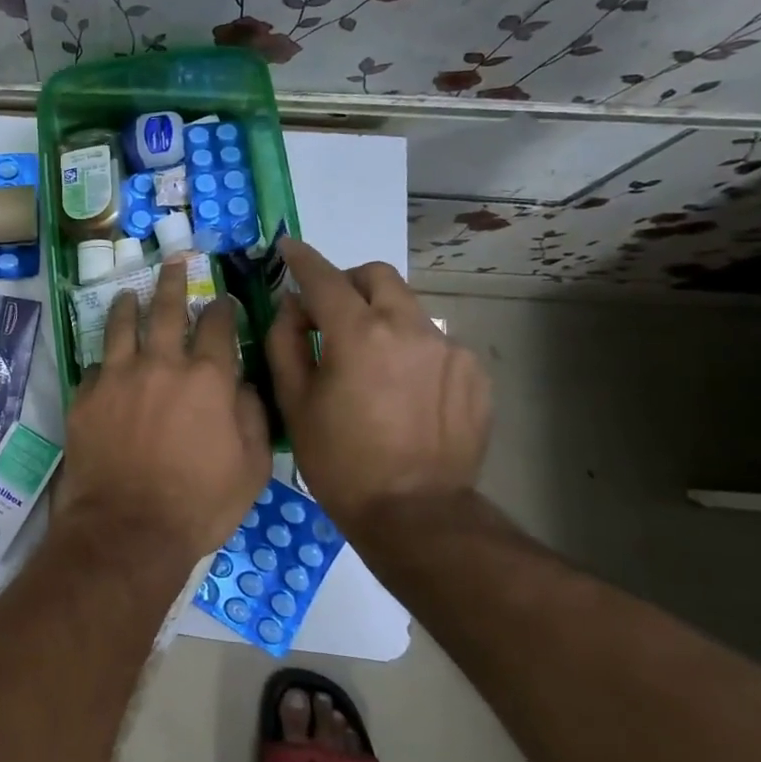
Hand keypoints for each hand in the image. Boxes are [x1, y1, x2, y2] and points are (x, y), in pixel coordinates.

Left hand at [51, 259, 271, 569]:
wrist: (128, 529)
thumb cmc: (199, 504)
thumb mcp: (252, 467)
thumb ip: (252, 416)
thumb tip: (244, 384)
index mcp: (206, 378)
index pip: (217, 326)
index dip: (221, 308)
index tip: (221, 299)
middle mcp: (160, 364)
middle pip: (165, 310)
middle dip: (172, 282)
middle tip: (172, 262)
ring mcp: (117, 377)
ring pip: (121, 326)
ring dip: (128, 305)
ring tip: (128, 293)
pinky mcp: (85, 396)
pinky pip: (95, 366)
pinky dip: (104, 360)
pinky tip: (105, 360)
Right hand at [265, 239, 490, 536]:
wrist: (416, 514)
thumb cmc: (340, 460)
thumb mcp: (294, 401)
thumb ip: (286, 341)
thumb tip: (293, 306)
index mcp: (359, 334)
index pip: (325, 278)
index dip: (302, 259)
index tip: (289, 247)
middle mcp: (409, 328)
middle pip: (377, 276)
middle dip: (348, 282)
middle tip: (329, 312)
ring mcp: (449, 349)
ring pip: (407, 309)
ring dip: (380, 318)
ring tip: (368, 361)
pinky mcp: (474, 372)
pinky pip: (433, 342)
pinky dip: (409, 349)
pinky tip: (401, 389)